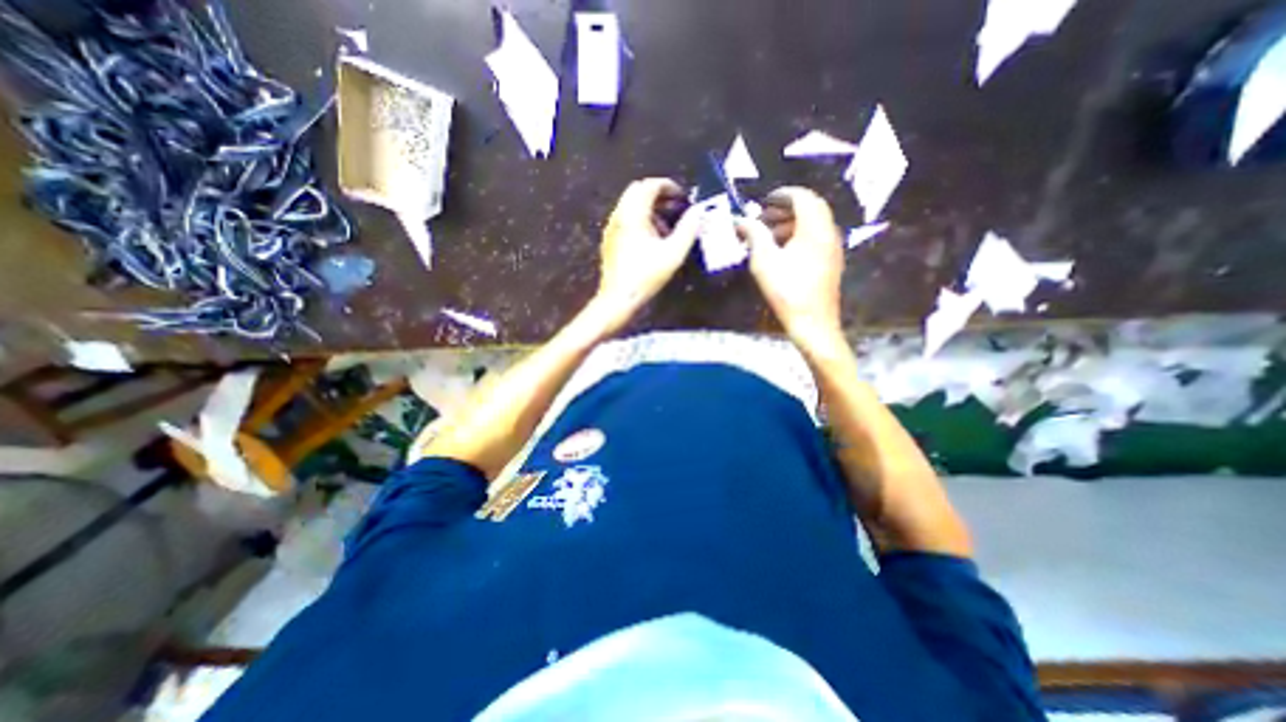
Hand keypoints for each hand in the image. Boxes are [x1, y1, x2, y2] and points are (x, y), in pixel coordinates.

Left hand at [595, 178, 702, 329]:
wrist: (618, 298)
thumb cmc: (646, 276)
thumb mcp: (673, 253)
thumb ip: (688, 229)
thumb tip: (698, 212)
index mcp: (633, 214)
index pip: (649, 185)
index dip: (669, 186)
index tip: (683, 197)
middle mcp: (619, 216)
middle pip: (638, 191)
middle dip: (659, 195)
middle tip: (676, 208)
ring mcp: (612, 228)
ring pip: (631, 205)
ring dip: (650, 208)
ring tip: (668, 227)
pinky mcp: (610, 240)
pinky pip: (626, 219)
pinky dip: (641, 219)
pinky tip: (652, 240)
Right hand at [739, 185, 851, 350]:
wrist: (813, 323)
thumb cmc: (787, 291)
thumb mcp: (764, 261)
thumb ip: (754, 235)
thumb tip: (741, 220)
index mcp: (815, 228)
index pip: (803, 198)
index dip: (782, 195)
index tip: (763, 201)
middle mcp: (828, 233)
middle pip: (810, 208)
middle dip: (786, 208)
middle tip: (763, 216)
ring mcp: (832, 248)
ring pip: (814, 223)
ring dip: (791, 222)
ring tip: (768, 234)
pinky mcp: (830, 262)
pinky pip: (816, 237)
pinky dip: (799, 235)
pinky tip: (782, 250)